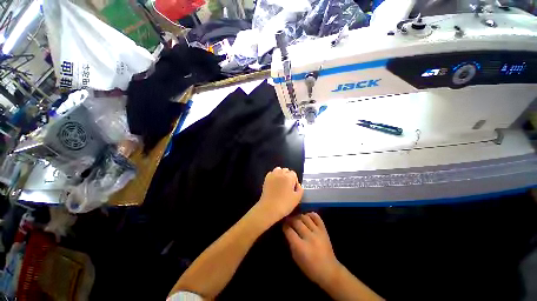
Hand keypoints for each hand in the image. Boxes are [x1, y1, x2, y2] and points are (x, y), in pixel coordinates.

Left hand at [256, 167, 303, 224]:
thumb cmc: (285, 204)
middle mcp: (280, 173)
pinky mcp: (266, 179)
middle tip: (288, 186)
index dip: (295, 181)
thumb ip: (300, 189)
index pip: (294, 174)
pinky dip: (274, 175)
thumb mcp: (297, 198)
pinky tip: (274, 183)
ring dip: (281, 174)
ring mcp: (272, 175)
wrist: (269, 208)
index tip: (293, 189)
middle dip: (288, 176)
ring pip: (278, 169)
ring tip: (281, 183)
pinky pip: (271, 173)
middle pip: (286, 170)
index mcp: (289, 177)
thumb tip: (298, 185)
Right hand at [283, 212, 339, 286]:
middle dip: (290, 219)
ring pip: (305, 217)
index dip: (284, 226)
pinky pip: (316, 217)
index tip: (283, 225)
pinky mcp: (324, 230)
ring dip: (299, 216)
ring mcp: (318, 232)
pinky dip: (310, 214)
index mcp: (301, 247)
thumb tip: (287, 231)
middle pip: (296, 222)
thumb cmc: (310, 268)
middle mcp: (309, 237)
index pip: (289, 231)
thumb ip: (291, 243)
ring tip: (297, 218)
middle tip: (288, 220)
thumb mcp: (296, 258)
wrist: (329, 271)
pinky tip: (306, 216)